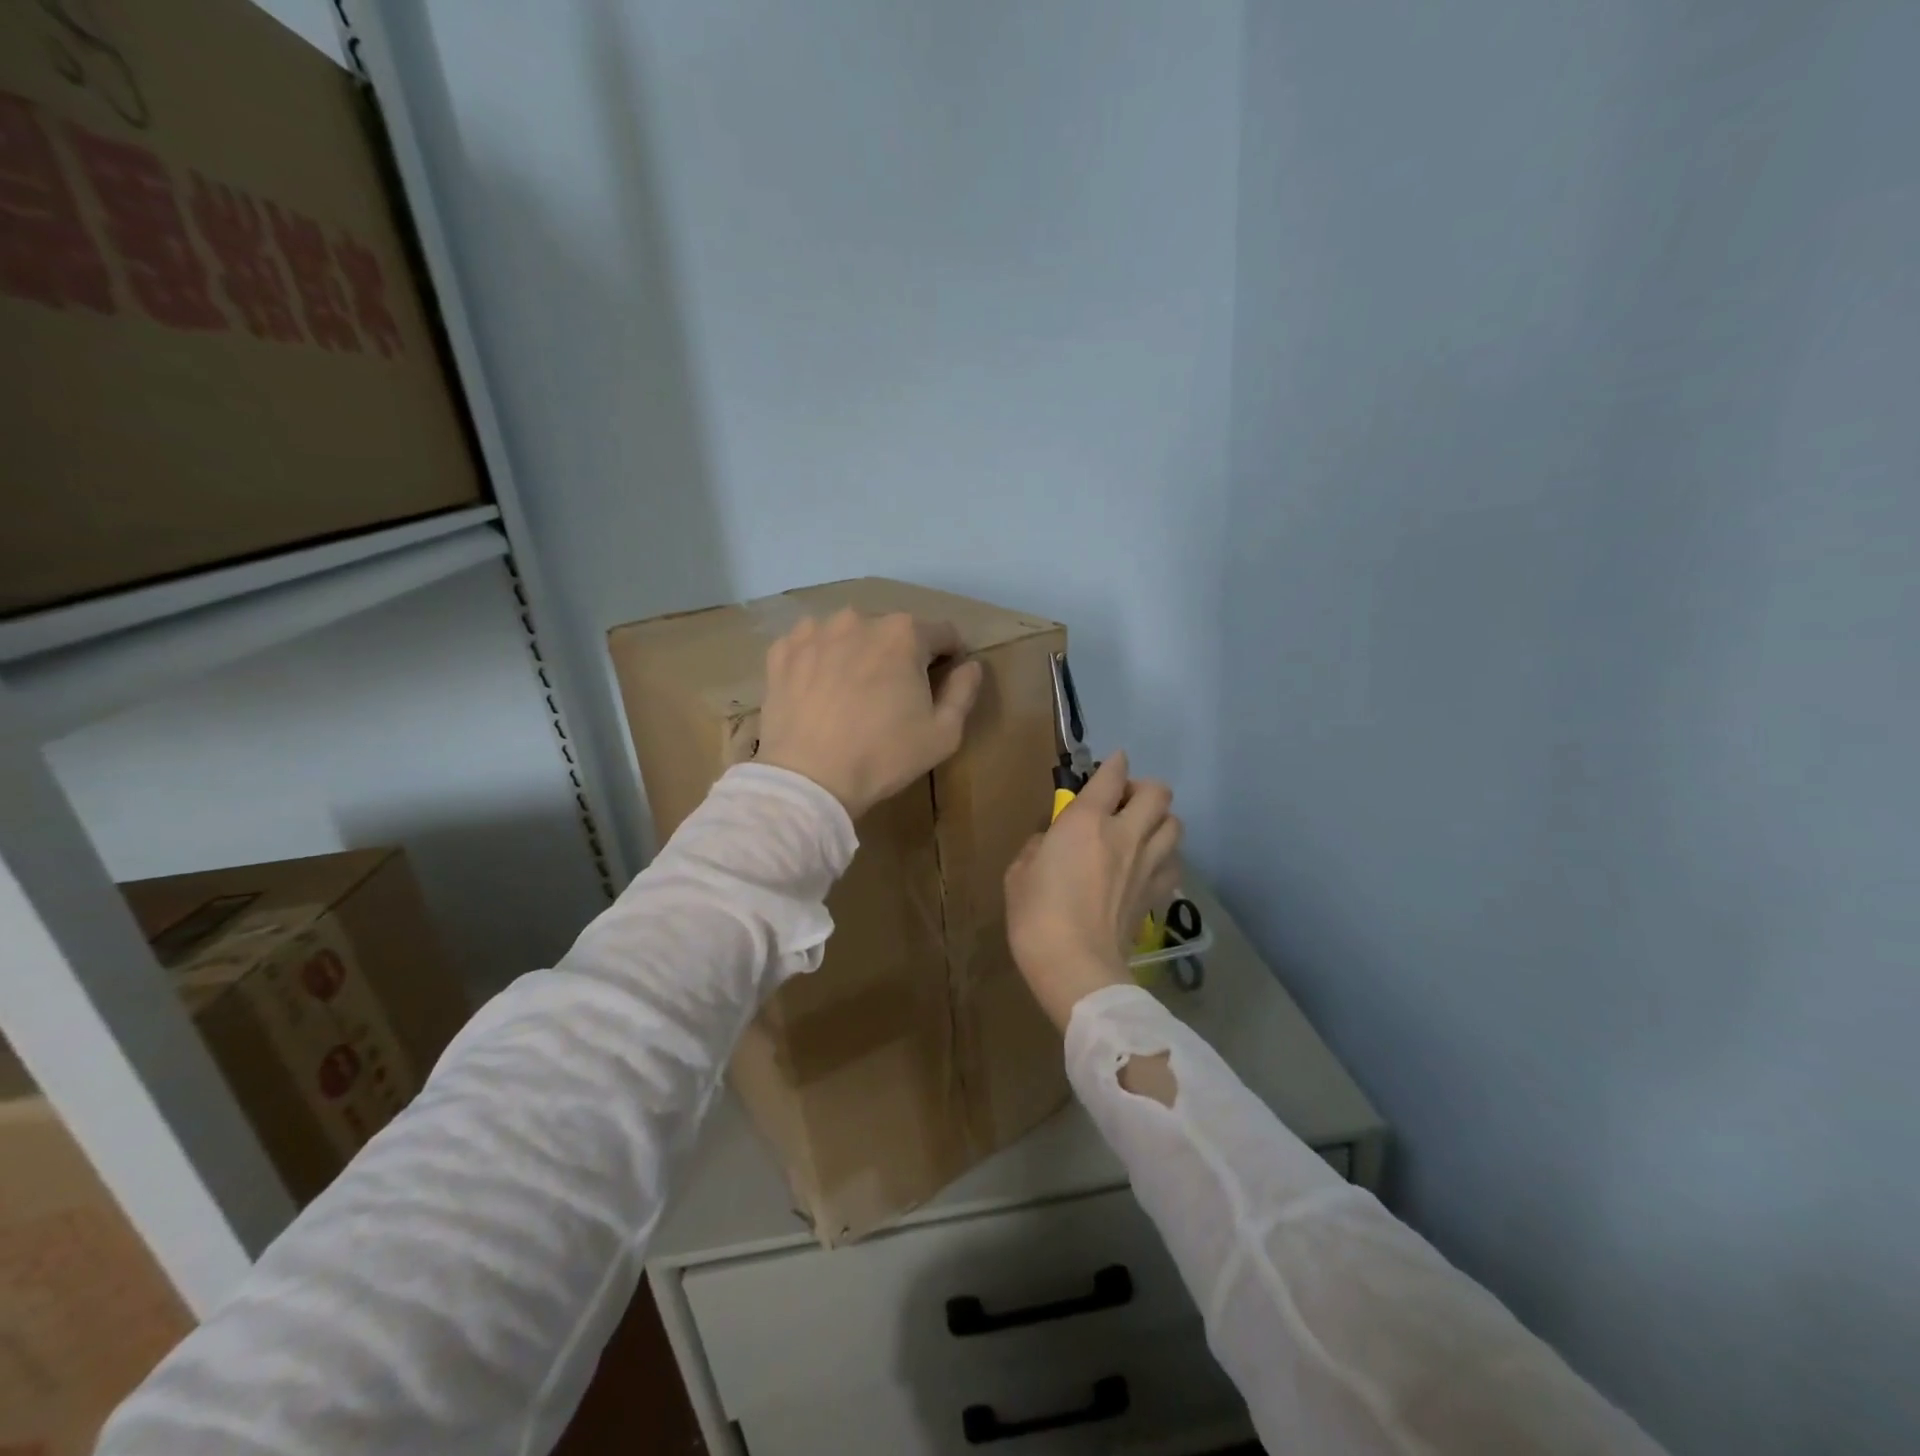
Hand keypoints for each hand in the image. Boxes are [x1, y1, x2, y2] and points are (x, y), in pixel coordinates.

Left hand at [757, 608, 985, 817]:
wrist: (809, 779)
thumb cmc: (884, 756)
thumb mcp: (943, 734)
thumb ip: (964, 691)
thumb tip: (971, 665)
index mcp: (903, 633)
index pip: (942, 633)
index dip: (948, 656)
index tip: (942, 680)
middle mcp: (859, 619)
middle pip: (893, 632)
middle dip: (900, 655)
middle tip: (894, 694)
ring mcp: (814, 631)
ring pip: (850, 634)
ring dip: (858, 653)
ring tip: (852, 692)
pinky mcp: (782, 651)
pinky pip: (811, 646)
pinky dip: (820, 660)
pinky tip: (819, 690)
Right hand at [1004, 752, 1182, 1031]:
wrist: (1076, 966)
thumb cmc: (1036, 916)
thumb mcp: (1019, 874)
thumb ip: (1038, 848)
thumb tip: (1051, 843)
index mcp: (1086, 822)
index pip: (1111, 776)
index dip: (1115, 764)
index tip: (1114, 762)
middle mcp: (1125, 834)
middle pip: (1158, 793)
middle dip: (1144, 789)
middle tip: (1125, 802)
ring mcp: (1147, 864)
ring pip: (1175, 824)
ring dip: (1160, 820)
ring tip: (1142, 831)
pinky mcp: (1158, 893)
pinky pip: (1175, 863)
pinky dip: (1167, 857)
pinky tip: (1150, 866)